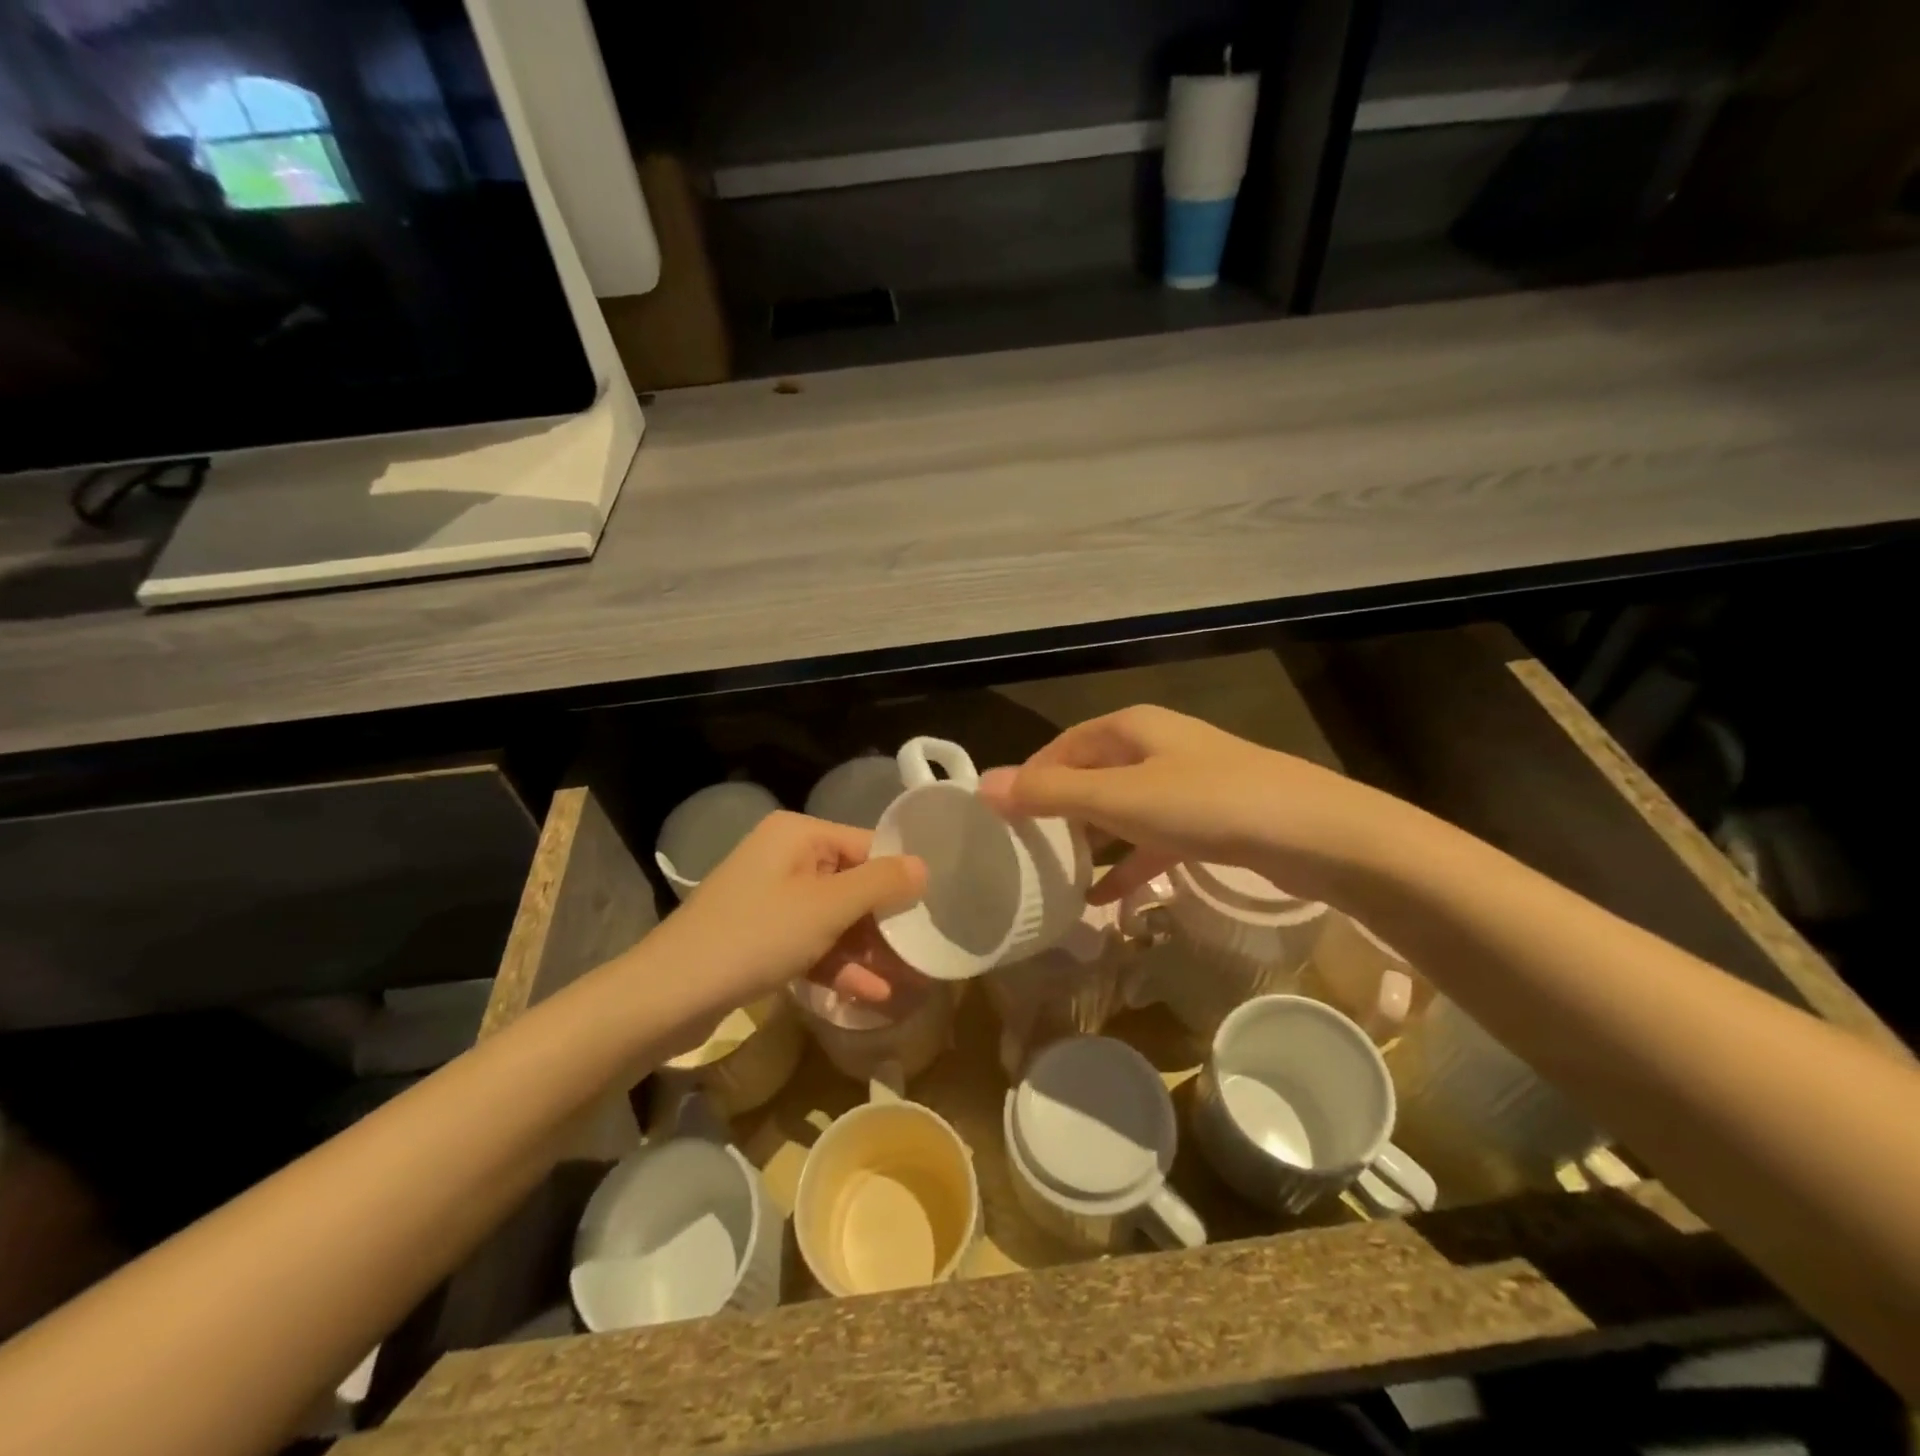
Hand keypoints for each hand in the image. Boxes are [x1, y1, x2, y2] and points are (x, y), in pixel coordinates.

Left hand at [643, 811, 926, 1018]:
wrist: (669, 994)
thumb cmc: (756, 936)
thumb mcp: (827, 908)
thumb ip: (880, 884)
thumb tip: (923, 865)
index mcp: (799, 834)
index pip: (866, 845)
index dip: (899, 878)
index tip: (931, 911)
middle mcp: (785, 856)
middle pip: (852, 882)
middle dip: (884, 921)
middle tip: (921, 951)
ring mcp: (771, 897)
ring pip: (833, 917)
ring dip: (866, 949)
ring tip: (905, 980)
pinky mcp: (761, 934)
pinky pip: (811, 940)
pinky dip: (837, 963)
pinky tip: (871, 994)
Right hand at [978, 704, 1403, 905]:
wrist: (1319, 836)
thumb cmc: (1210, 805)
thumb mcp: (1121, 799)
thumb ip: (1051, 794)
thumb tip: (982, 787)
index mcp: (1133, 728)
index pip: (1064, 745)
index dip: (1031, 776)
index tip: (1003, 816)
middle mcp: (1158, 747)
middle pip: (1093, 775)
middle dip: (1060, 811)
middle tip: (1027, 851)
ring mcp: (1187, 785)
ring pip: (1123, 810)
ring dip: (1093, 842)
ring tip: (1059, 878)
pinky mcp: (1211, 821)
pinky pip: (1154, 840)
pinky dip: (1129, 865)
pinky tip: (1108, 900)